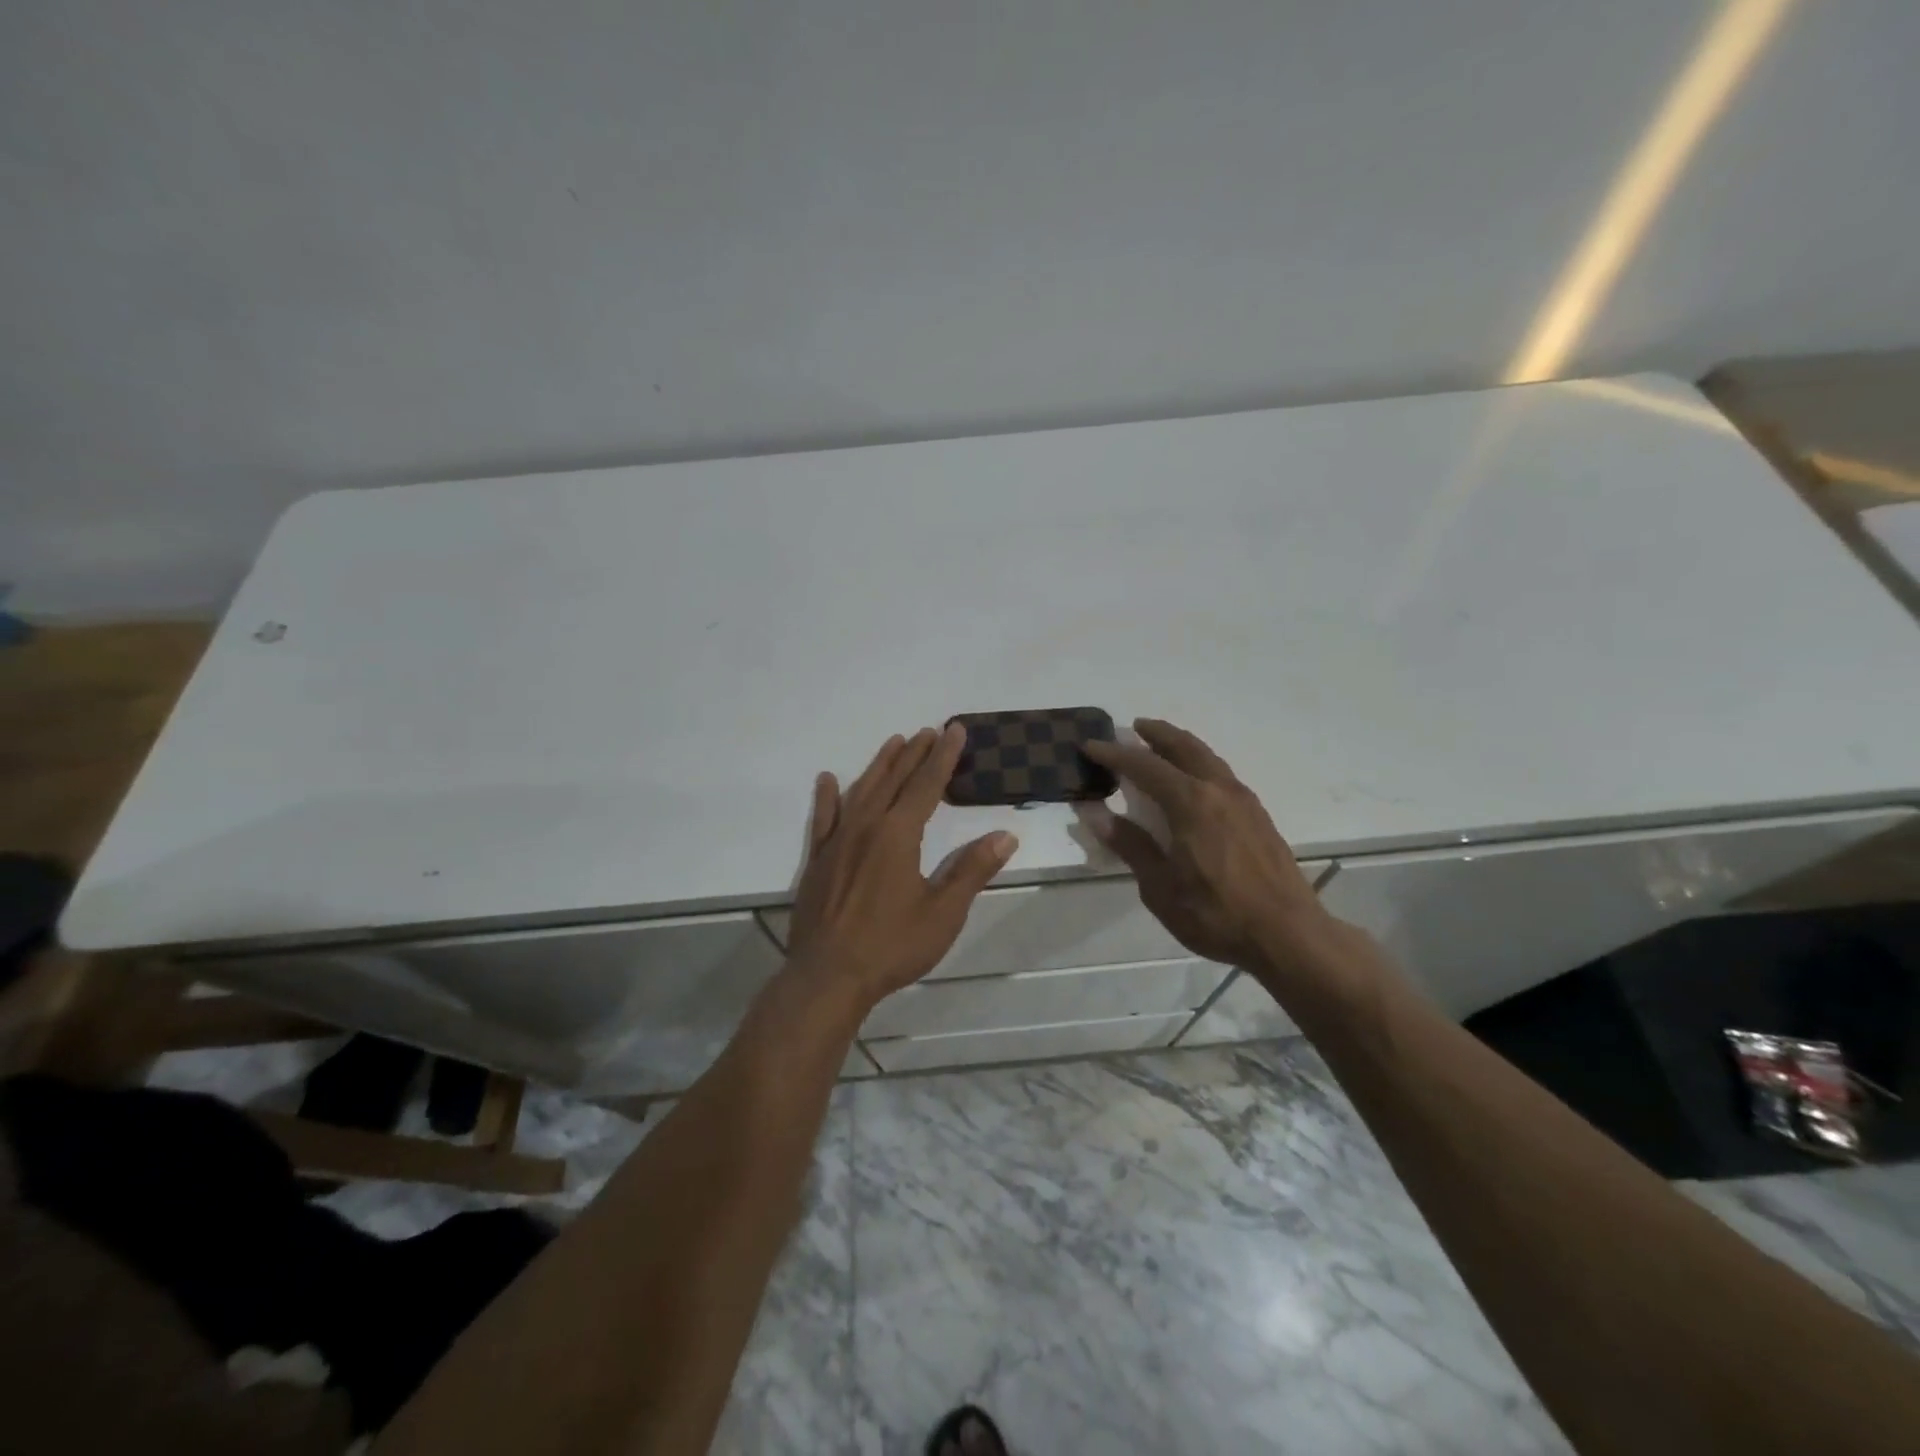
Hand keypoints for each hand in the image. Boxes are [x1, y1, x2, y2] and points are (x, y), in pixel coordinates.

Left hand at [785, 725, 1018, 1010]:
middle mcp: (866, 826)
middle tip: (930, 730)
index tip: (954, 730)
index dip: (943, 757)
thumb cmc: (891, 946)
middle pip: (894, 780)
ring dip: (879, 765)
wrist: (828, 977)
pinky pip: (823, 818)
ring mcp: (838, 841)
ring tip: (894, 742)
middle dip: (914, 754)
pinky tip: (828, 779)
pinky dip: (827, 797)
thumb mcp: (943, 913)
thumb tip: (1005, 835)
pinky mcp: (818, 859)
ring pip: (861, 790)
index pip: (927, 785)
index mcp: (899, 835)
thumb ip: (972, 870)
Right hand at [1083, 719, 1338, 976]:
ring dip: (1181, 745)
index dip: (1114, 754)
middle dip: (1156, 734)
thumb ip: (1131, 846)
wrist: (1288, 934)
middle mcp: (1218, 790)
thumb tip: (1096, 814)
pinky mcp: (1258, 815)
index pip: (1144, 766)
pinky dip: (1200, 763)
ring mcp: (1243, 800)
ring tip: (1162, 746)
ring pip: (1207, 757)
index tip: (1090, 746)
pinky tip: (1194, 781)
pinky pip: (1222, 773)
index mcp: (1190, 803)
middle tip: (1135, 727)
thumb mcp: (1160, 887)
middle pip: (1183, 747)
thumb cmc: (1216, 914)